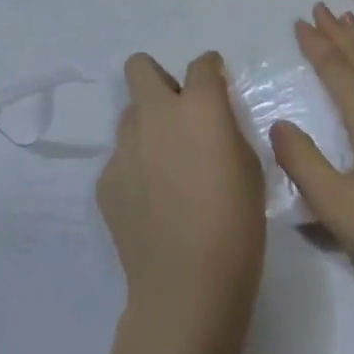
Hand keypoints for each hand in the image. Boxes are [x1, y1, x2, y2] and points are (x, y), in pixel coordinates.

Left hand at [97, 51, 266, 323]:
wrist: (186, 290)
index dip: (211, 70)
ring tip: (164, 168)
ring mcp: (125, 147)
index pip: (201, 63)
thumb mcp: (249, 166)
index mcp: (199, 106)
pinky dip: (135, 171)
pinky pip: (120, 160)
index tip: (216, 84)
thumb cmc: (235, 226)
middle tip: (176, 113)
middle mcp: (156, 114)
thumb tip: (210, 122)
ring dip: (147, 128)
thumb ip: (225, 130)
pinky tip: (150, 204)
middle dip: (157, 78)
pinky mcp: (105, 181)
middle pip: (140, 67)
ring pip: (130, 116)